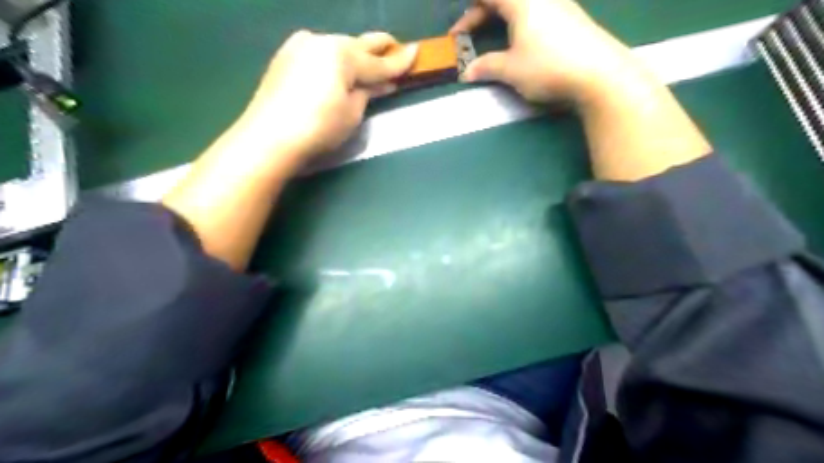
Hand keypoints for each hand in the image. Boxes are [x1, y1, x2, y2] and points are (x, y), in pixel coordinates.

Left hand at [238, 29, 419, 168]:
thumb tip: (382, 83)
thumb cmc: (318, 127)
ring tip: (369, 68)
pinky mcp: (286, 57)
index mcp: (341, 53)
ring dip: (355, 57)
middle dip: (379, 50)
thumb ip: (368, 91)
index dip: (399, 61)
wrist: (268, 137)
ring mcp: (300, 46)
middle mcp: (320, 40)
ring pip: (338, 48)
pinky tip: (339, 73)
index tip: (416, 52)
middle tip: (396, 50)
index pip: (377, 61)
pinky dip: (334, 63)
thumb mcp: (352, 112)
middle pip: (357, 45)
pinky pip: (320, 55)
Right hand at [449, 0, 636, 102]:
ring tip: (492, 38)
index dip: (468, 12)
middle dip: (480, 14)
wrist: (599, 73)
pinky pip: (537, 11)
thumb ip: (486, 67)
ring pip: (521, 5)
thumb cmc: (547, 66)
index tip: (457, 32)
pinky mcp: (571, 17)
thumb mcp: (511, 69)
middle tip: (467, 36)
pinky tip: (520, 41)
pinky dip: (519, 21)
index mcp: (521, 1)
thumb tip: (466, 73)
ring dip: (500, 18)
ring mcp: (559, 4)